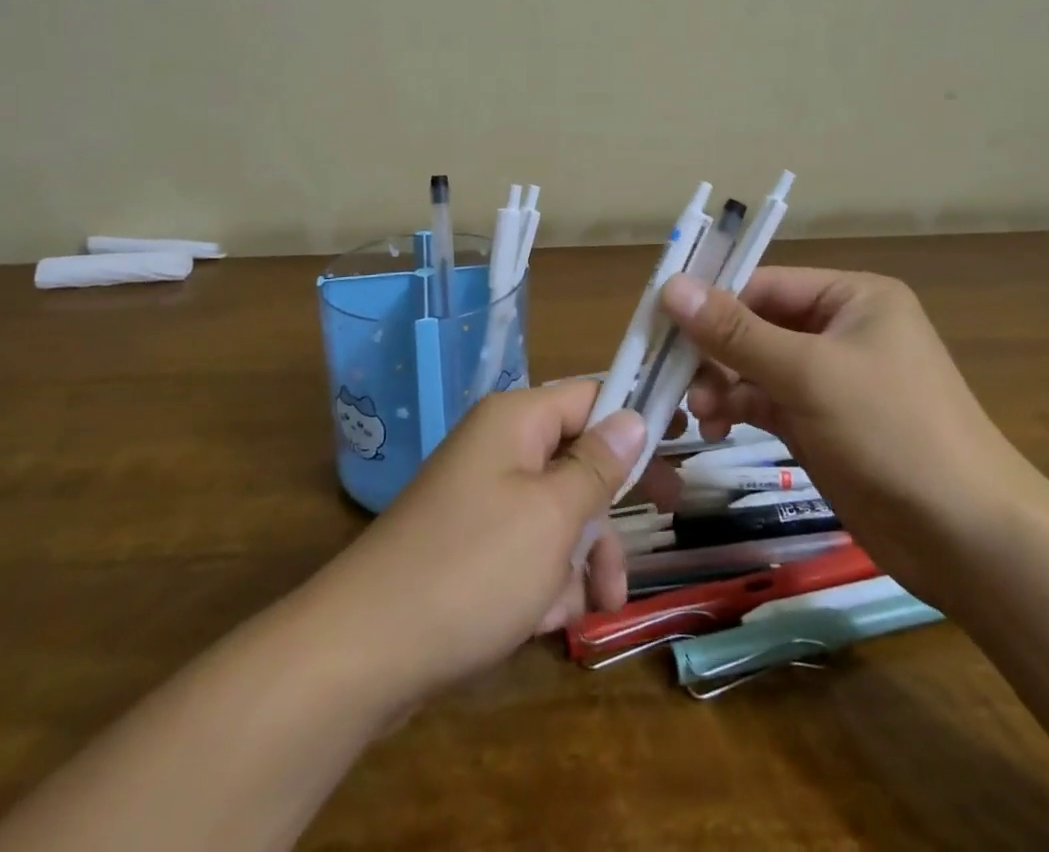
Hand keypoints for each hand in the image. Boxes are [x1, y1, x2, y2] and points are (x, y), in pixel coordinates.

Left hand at [310, 379, 646, 706]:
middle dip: (614, 501)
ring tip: (600, 604)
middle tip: (670, 512)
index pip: (590, 395)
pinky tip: (549, 622)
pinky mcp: (472, 547)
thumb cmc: (473, 568)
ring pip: (559, 512)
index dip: (636, 414)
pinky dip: (548, 581)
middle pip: (579, 457)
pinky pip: (529, 550)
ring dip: (586, 556)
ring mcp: (483, 499)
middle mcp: (499, 449)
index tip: (684, 439)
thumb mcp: (552, 516)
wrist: (364, 652)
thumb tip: (633, 416)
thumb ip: (598, 466)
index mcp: (516, 421)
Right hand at [661, 267, 1042, 606]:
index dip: (712, 302)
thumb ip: (735, 331)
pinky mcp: (824, 424)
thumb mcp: (808, 373)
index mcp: (851, 297)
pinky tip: (716, 429)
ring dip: (723, 385)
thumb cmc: (891, 430)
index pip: (764, 284)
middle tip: (678, 380)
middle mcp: (841, 330)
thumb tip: (670, 286)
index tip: (660, 324)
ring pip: (757, 367)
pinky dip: (739, 410)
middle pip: (757, 326)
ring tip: (700, 413)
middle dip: (716, 353)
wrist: (969, 539)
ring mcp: (832, 380)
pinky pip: (768, 403)